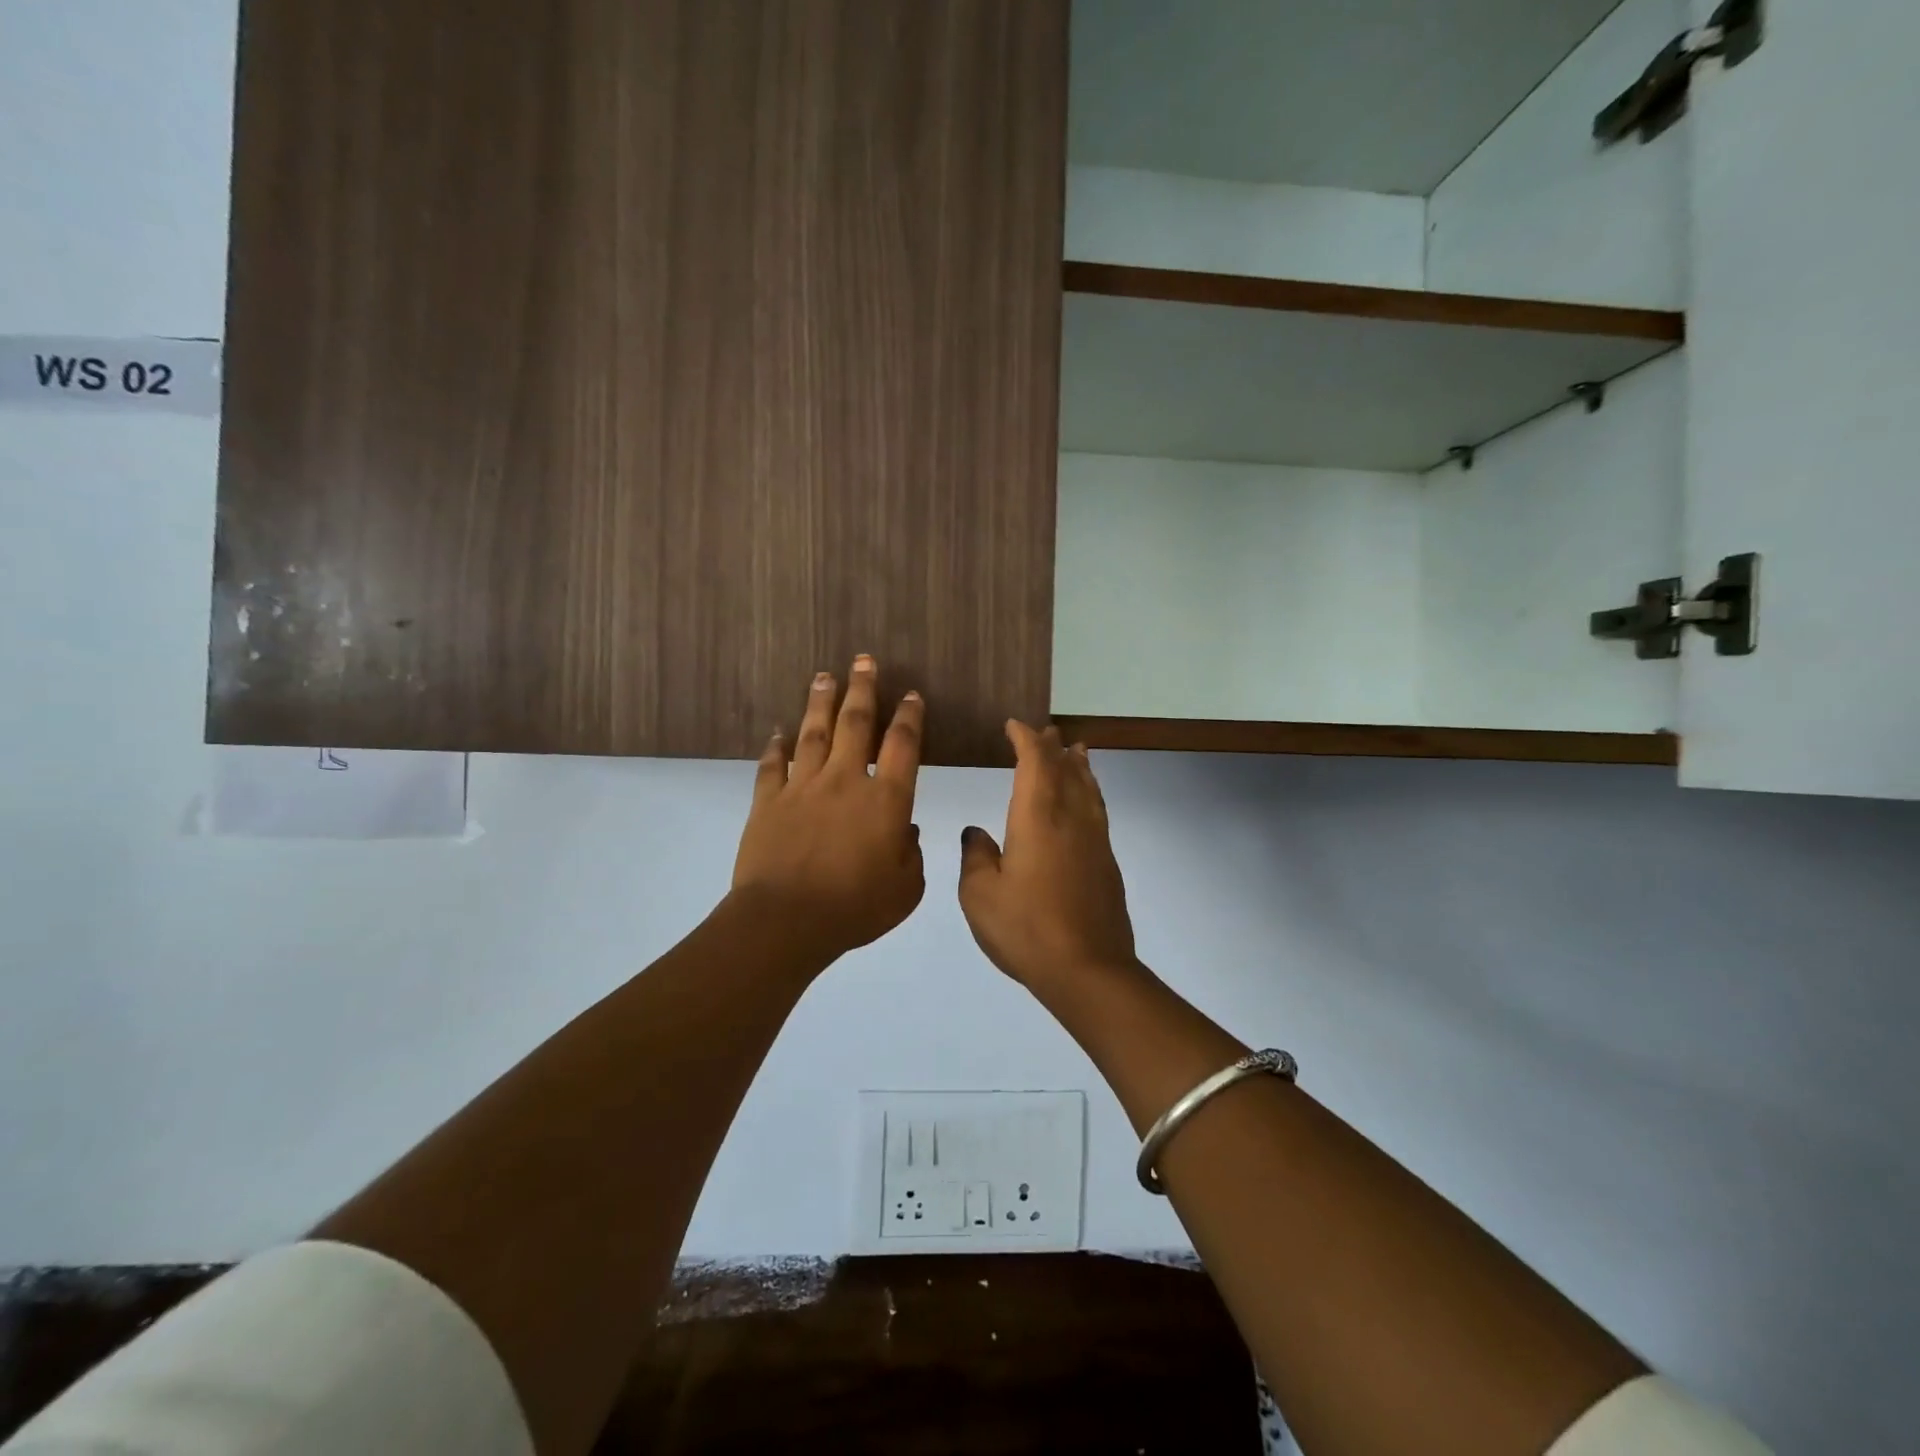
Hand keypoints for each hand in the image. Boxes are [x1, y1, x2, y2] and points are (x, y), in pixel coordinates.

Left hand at [731, 656, 925, 965]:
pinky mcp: (769, 801)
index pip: (902, 746)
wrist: (787, 920)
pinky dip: (776, 747)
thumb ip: (911, 854)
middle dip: (863, 689)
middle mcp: (846, 781)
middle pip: (856, 723)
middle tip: (864, 660)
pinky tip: (778, 732)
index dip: (909, 717)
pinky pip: (773, 765)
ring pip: (814, 733)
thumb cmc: (856, 907)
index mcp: (886, 800)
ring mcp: (803, 787)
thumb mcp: (906, 889)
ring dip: (821, 702)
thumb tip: (906, 830)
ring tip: (824, 675)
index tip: (911, 694)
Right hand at [958, 721, 1137, 988]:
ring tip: (1076, 750)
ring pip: (1088, 788)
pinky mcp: (1107, 862)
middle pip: (1066, 769)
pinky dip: (1090, 792)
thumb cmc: (1026, 929)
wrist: (1088, 969)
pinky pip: (1098, 810)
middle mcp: (1070, 818)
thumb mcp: (980, 895)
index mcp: (1037, 817)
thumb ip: (977, 857)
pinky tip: (1086, 801)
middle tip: (1046, 731)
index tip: (1014, 726)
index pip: (1035, 762)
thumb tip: (977, 833)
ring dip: (1079, 765)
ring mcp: (1094, 840)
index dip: (1025, 739)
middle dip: (1053, 747)